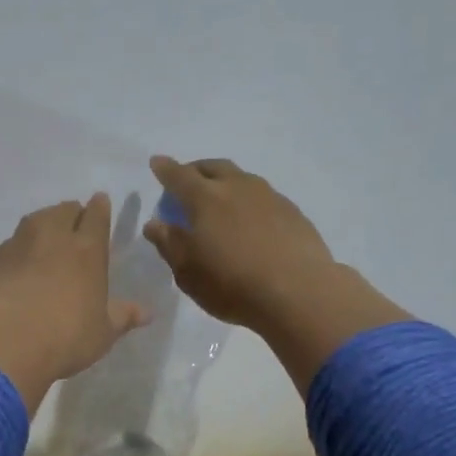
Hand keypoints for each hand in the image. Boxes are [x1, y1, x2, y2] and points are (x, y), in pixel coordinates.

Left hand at [0, 194, 148, 415]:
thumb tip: (147, 312)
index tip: (100, 201)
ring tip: (45, 239)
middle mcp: (51, 237)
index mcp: (86, 250)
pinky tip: (13, 271)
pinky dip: (14, 254)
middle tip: (74, 222)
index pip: (96, 216)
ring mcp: (16, 245)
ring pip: (33, 222)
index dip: (99, 207)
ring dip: (42, 225)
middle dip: (71, 213)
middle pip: (63, 211)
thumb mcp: (102, 333)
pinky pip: (7, 249)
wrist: (2, 342)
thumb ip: (122, 317)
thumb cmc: (65, 337)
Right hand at [141, 157, 340, 328]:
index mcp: (205, 199)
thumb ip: (170, 243)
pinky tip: (251, 221)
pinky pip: (263, 196)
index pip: (178, 176)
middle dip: (195, 170)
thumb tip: (155, 223)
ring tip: (220, 200)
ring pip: (241, 178)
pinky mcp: (293, 212)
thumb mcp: (189, 272)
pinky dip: (249, 201)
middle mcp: (237, 187)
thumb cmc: (233, 285)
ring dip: (225, 182)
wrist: (300, 292)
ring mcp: (269, 196)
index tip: (157, 163)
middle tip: (187, 181)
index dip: (165, 169)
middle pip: (212, 167)